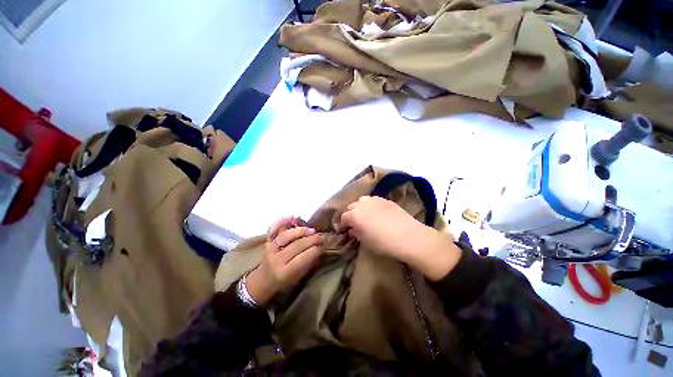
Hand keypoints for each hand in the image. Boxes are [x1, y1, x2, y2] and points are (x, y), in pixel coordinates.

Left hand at [246, 217, 324, 305]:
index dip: (316, 250)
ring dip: (301, 231)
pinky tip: (292, 217)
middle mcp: (276, 259)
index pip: (303, 258)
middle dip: (312, 239)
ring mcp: (270, 249)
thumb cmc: (284, 281)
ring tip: (312, 230)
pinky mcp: (267, 241)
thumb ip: (308, 263)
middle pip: (296, 245)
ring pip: (286, 235)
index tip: (323, 246)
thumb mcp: (298, 277)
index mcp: (285, 272)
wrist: (263, 280)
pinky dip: (281, 222)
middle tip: (321, 237)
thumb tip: (320, 247)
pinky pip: (273, 229)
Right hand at [339, 196, 461, 280]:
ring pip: (361, 201)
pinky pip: (373, 200)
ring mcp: (374, 200)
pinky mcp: (385, 199)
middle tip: (353, 223)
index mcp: (354, 215)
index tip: (344, 230)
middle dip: (350, 214)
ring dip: (360, 207)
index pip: (343, 217)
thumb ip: (356, 233)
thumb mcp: (365, 241)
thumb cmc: (383, 242)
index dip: (342, 224)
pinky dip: (370, 205)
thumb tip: (352, 229)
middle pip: (351, 207)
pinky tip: (376, 212)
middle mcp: (361, 204)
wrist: (407, 236)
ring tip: (364, 215)